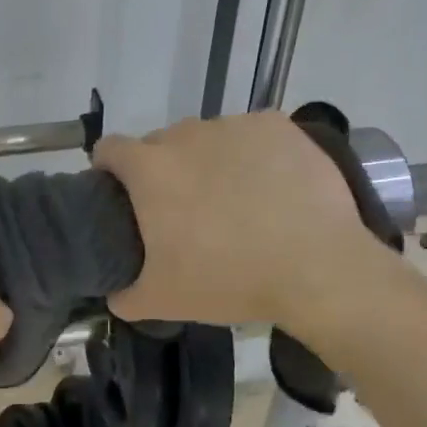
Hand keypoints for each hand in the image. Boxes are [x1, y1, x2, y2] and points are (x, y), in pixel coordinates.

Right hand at [92, 113, 373, 328]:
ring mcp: (235, 126)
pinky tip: (270, 187)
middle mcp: (187, 135)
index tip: (122, 195)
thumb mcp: (164, 301)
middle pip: (160, 144)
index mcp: (150, 169)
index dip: (109, 170)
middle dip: (164, 171)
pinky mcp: (276, 126)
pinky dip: (252, 155)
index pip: (109, 149)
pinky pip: (250, 135)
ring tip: (234, 201)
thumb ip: (124, 296)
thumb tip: (115, 294)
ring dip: (209, 161)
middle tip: (185, 211)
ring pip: (207, 138)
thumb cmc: (230, 280)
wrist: (317, 267)